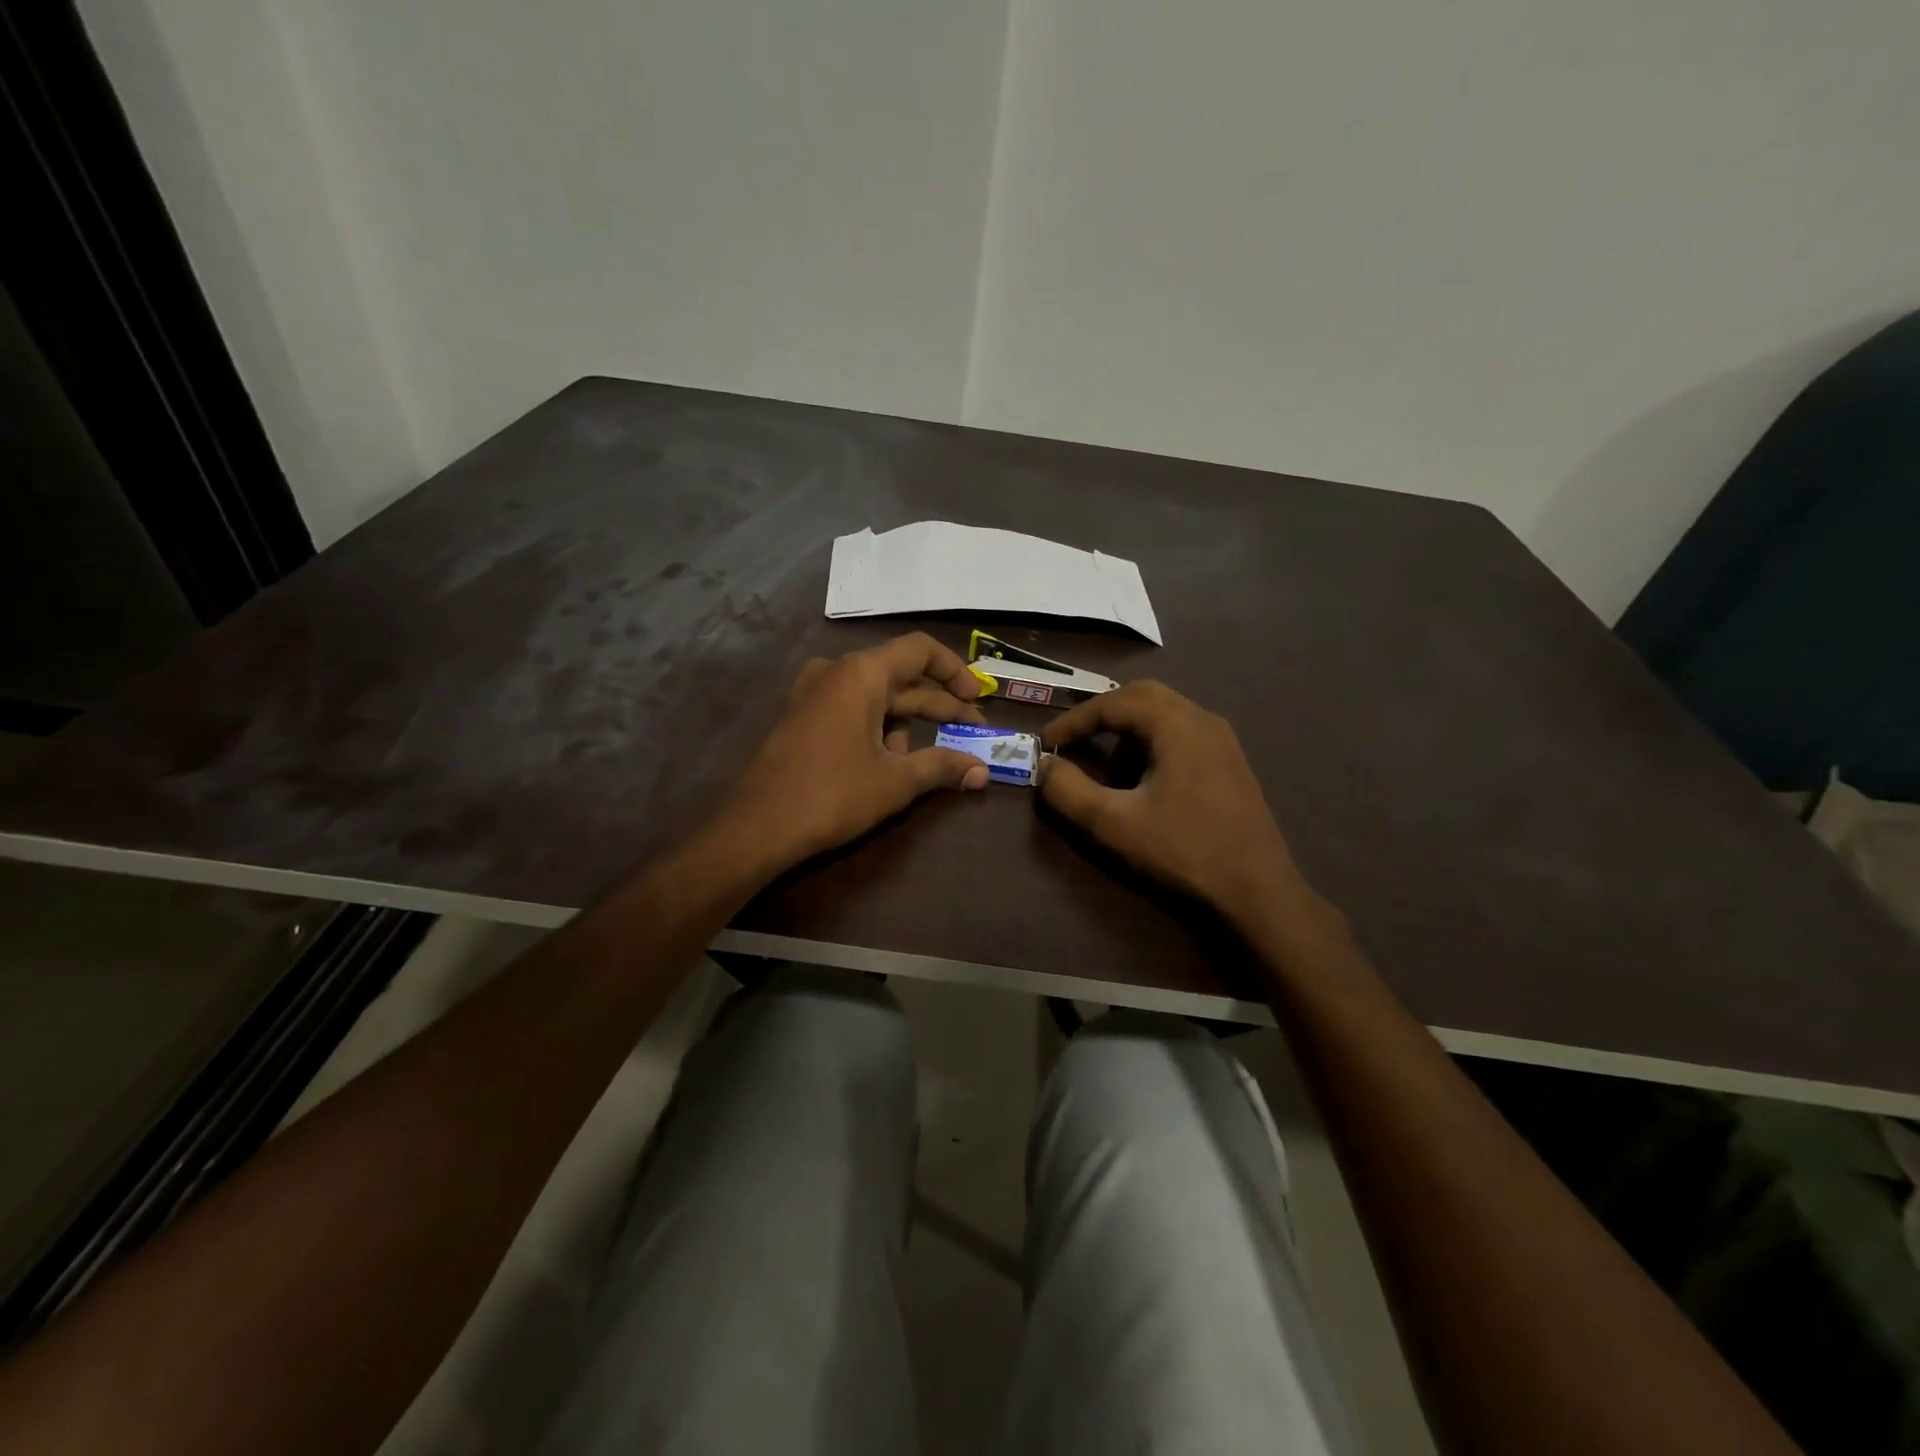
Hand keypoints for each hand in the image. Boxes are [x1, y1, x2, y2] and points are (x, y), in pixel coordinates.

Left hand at [719, 633, 991, 872]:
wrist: (757, 827)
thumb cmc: (832, 795)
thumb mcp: (895, 782)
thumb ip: (943, 767)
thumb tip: (982, 772)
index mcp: (861, 674)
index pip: (920, 650)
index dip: (955, 671)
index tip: (978, 699)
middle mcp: (836, 672)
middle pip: (902, 676)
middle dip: (939, 705)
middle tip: (973, 731)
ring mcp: (813, 693)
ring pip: (877, 697)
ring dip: (908, 723)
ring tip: (927, 759)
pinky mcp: (802, 717)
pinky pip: (851, 710)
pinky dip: (878, 728)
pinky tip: (888, 763)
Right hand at [1039, 681, 1316, 926]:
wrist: (1257, 891)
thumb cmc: (1184, 851)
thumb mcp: (1114, 824)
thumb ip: (1069, 791)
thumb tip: (1044, 765)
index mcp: (1177, 725)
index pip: (1114, 703)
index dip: (1074, 720)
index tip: (1046, 743)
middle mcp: (1203, 720)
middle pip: (1142, 696)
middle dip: (1102, 715)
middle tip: (1074, 740)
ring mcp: (1223, 741)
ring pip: (1165, 714)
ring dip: (1128, 730)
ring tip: (1108, 769)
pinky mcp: (1230, 763)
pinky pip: (1182, 734)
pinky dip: (1152, 743)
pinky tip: (1145, 782)